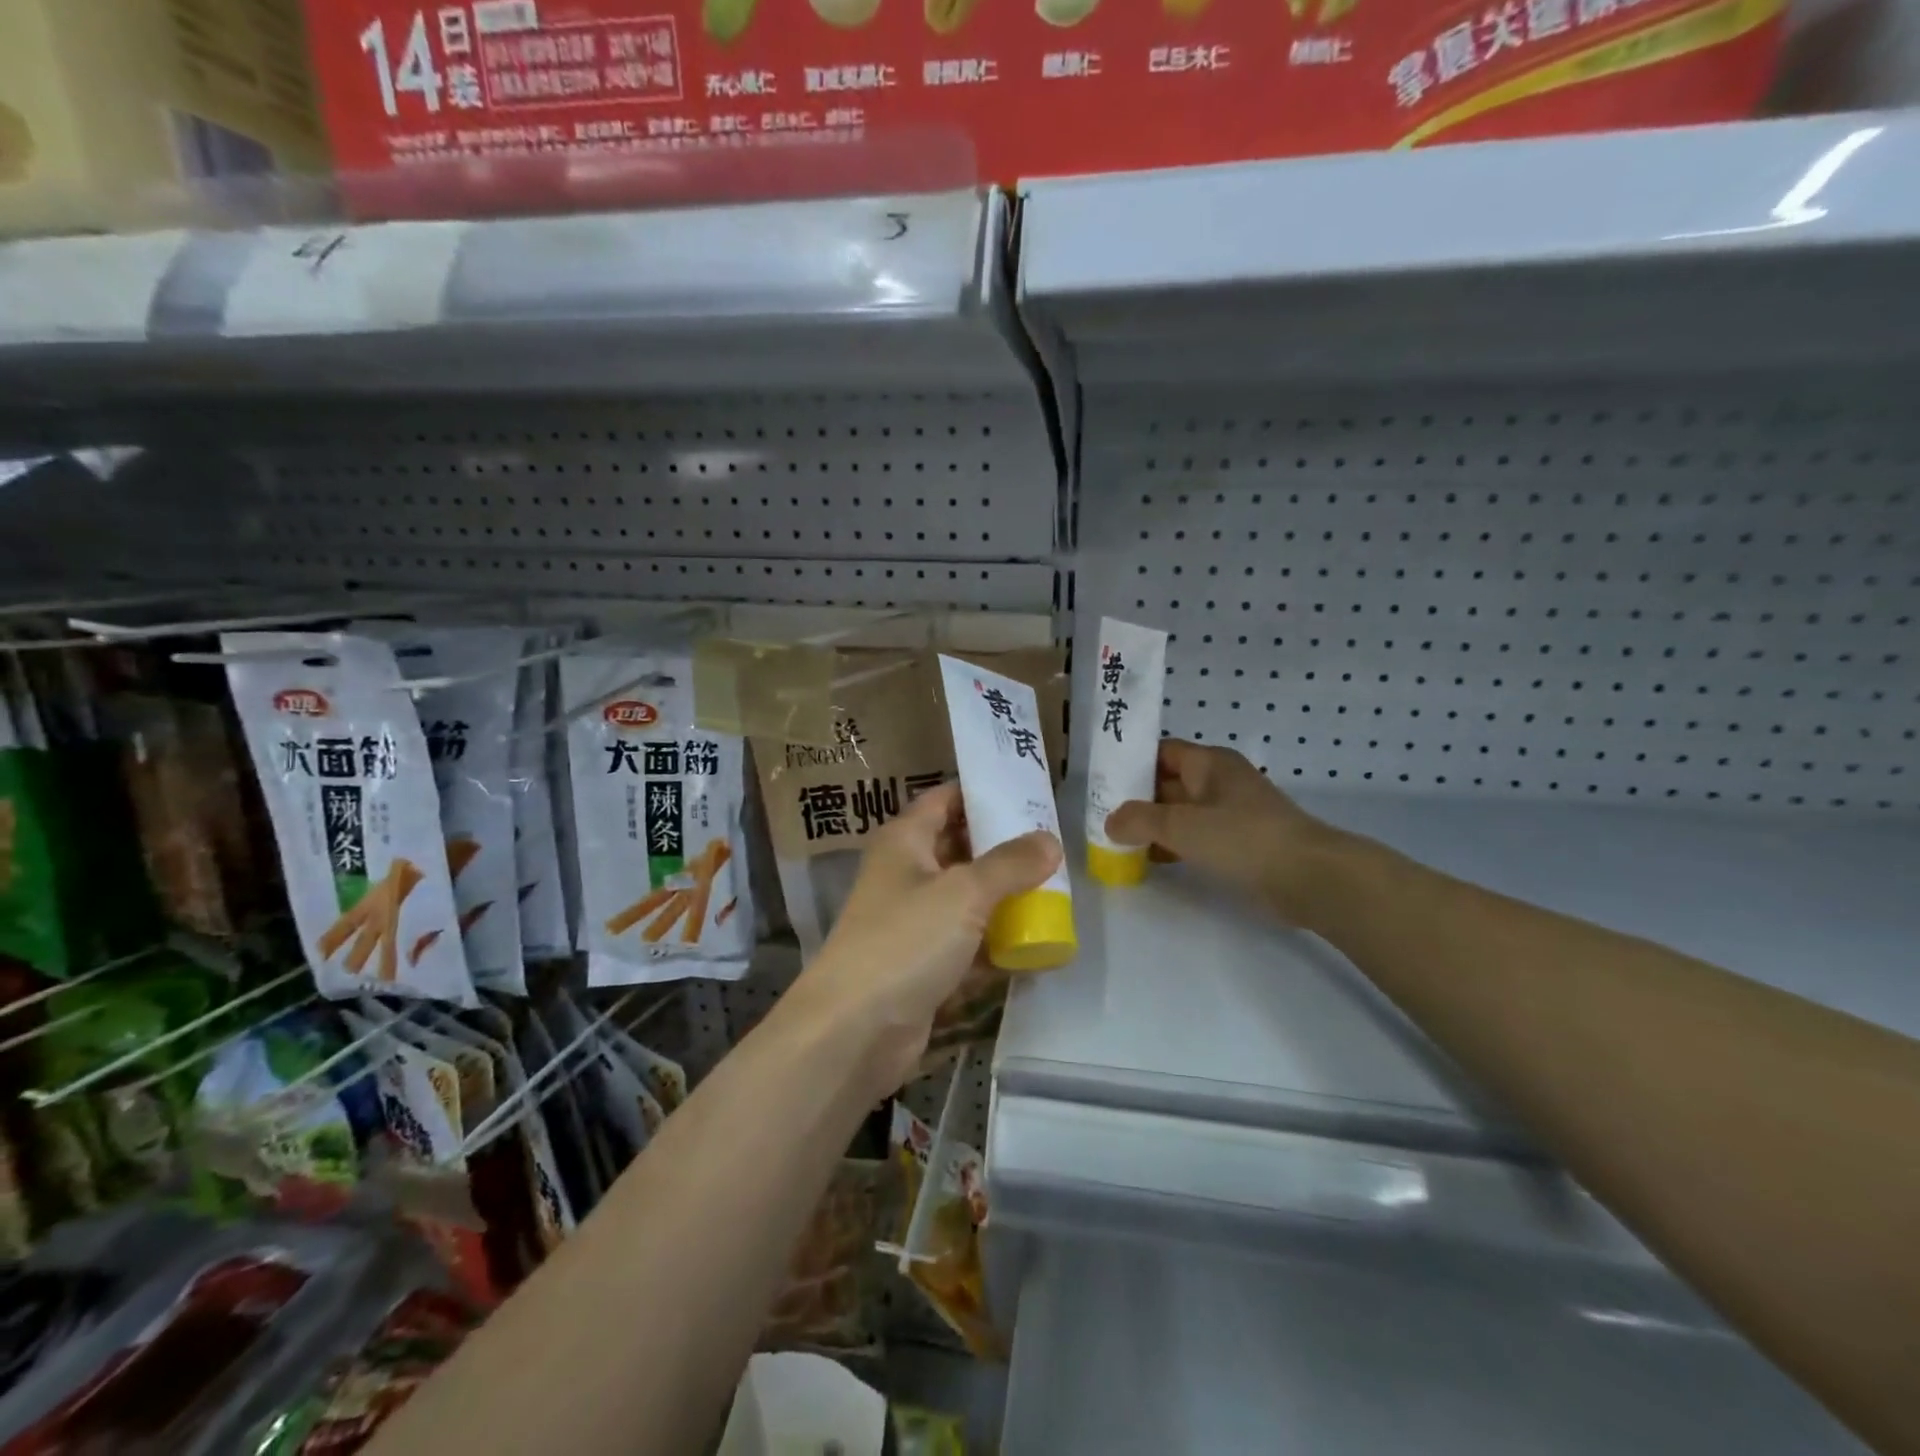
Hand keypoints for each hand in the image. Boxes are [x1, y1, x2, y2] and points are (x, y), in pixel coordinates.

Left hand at [786, 782, 1060, 1095]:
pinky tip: (1038, 945)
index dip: (982, 792)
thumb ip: (1010, 864)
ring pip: (968, 900)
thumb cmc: (905, 941)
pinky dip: (997, 944)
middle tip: (1055, 844)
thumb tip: (1050, 840)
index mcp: (905, 841)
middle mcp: (907, 875)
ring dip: (1005, 899)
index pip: (945, 799)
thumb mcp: (964, 893)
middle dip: (1004, 848)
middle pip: (961, 849)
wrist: (854, 1031)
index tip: (1029, 793)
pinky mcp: (924, 965)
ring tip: (1059, 891)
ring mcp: (914, 923)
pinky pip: (968, 944)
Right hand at [1105, 740, 1342, 922]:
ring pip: (1180, 812)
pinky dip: (1173, 845)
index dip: (1130, 763)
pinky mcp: (1239, 842)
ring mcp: (1231, 812)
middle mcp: (1219, 781)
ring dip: (1153, 826)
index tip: (1101, 783)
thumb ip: (1140, 820)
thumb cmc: (1243, 838)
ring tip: (1117, 843)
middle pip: (1167, 782)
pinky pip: (1196, 836)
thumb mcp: (1182, 825)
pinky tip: (1151, 861)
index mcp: (1209, 763)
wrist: (1309, 876)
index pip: (1160, 752)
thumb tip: (1110, 822)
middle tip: (1100, 817)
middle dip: (1136, 799)